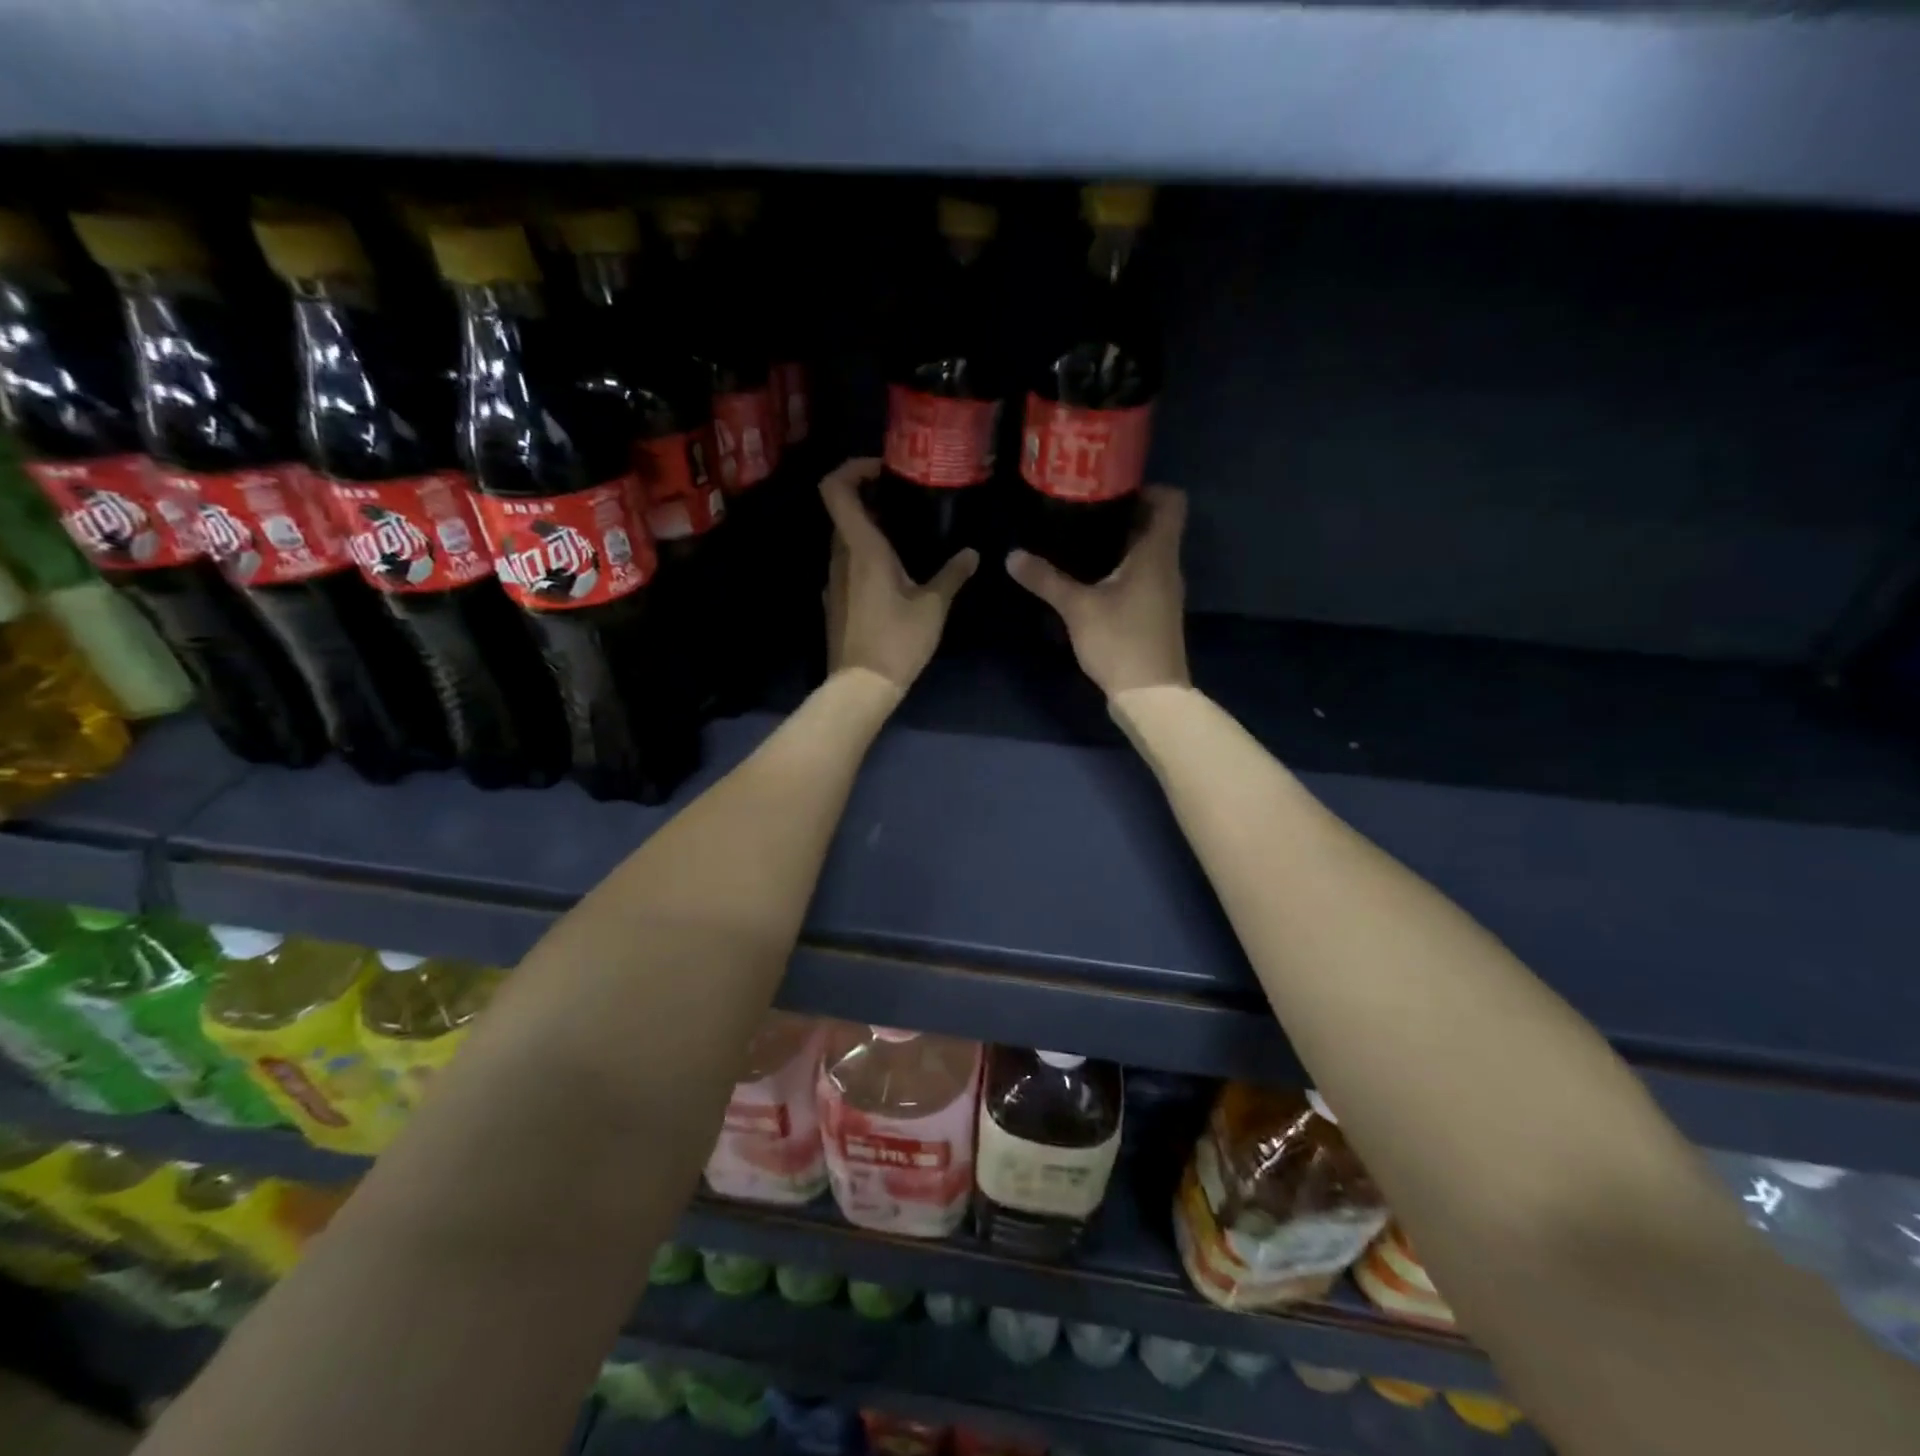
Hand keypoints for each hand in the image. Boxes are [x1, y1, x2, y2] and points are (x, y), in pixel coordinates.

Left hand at [820, 458, 977, 689]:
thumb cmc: (897, 640)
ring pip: (845, 540)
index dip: (852, 468)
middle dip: (869, 498)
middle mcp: (840, 557)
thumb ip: (952, 574)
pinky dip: (866, 556)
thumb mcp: (933, 606)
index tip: (883, 470)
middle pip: (843, 511)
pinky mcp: (835, 601)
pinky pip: (847, 565)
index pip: (836, 489)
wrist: (861, 687)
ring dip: (869, 529)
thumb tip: (972, 554)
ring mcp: (833, 580)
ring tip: (905, 535)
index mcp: (862, 548)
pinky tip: (894, 574)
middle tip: (904, 500)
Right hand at [1006, 485, 1190, 697]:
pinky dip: (1120, 568)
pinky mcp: (1154, 612)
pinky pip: (1141, 575)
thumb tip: (1012, 555)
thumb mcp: (1077, 608)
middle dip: (1123, 513)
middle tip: (1083, 508)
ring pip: (1147, 552)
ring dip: (1120, 543)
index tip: (1111, 487)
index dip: (1148, 487)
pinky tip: (1090, 577)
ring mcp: (1163, 591)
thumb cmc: (1120, 641)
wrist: (1150, 695)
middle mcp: (1166, 566)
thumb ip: (1046, 579)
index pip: (1171, 502)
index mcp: (1156, 553)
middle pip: (1155, 525)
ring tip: (1079, 538)